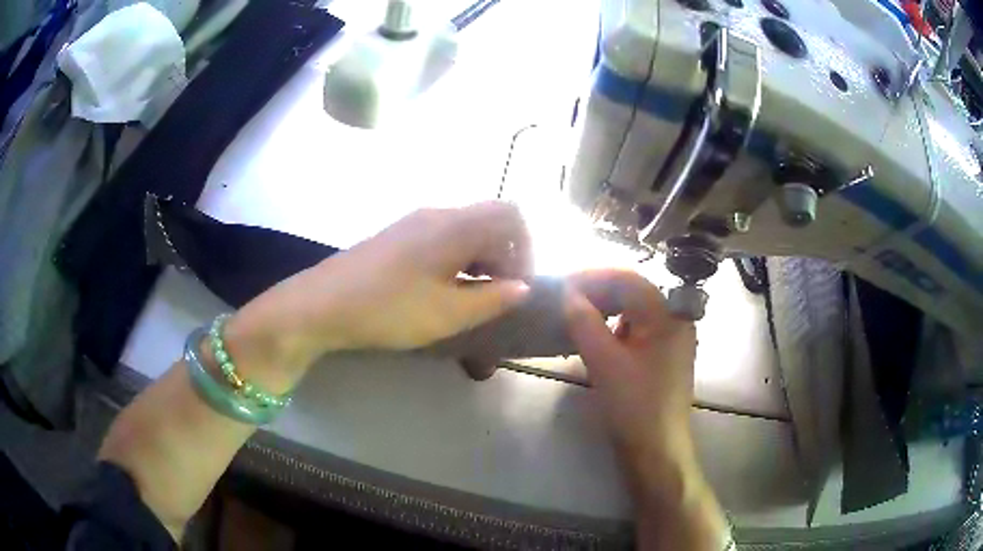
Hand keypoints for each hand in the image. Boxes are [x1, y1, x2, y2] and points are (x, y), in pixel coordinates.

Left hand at [226, 201, 533, 373]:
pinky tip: (443, 291)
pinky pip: (443, 238)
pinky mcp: (398, 236)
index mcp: (455, 225)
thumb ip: (492, 299)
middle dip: (504, 257)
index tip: (517, 287)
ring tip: (473, 299)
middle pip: (489, 221)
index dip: (525, 249)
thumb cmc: (389, 309)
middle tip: (497, 297)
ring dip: (480, 260)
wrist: (321, 304)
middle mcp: (438, 214)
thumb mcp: (447, 313)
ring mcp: (414, 223)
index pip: (511, 216)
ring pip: (466, 231)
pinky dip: (457, 260)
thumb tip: (522, 288)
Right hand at [563, 269, 697, 470]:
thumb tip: (567, 293)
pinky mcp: (661, 356)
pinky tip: (592, 334)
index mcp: (667, 316)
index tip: (561, 283)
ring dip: (603, 308)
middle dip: (597, 290)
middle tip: (564, 297)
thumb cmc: (634, 406)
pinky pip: (635, 330)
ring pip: (632, 310)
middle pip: (632, 292)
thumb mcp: (604, 362)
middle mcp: (673, 320)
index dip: (592, 276)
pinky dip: (612, 327)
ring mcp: (669, 339)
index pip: (628, 279)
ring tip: (574, 313)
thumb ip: (584, 322)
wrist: (656, 449)